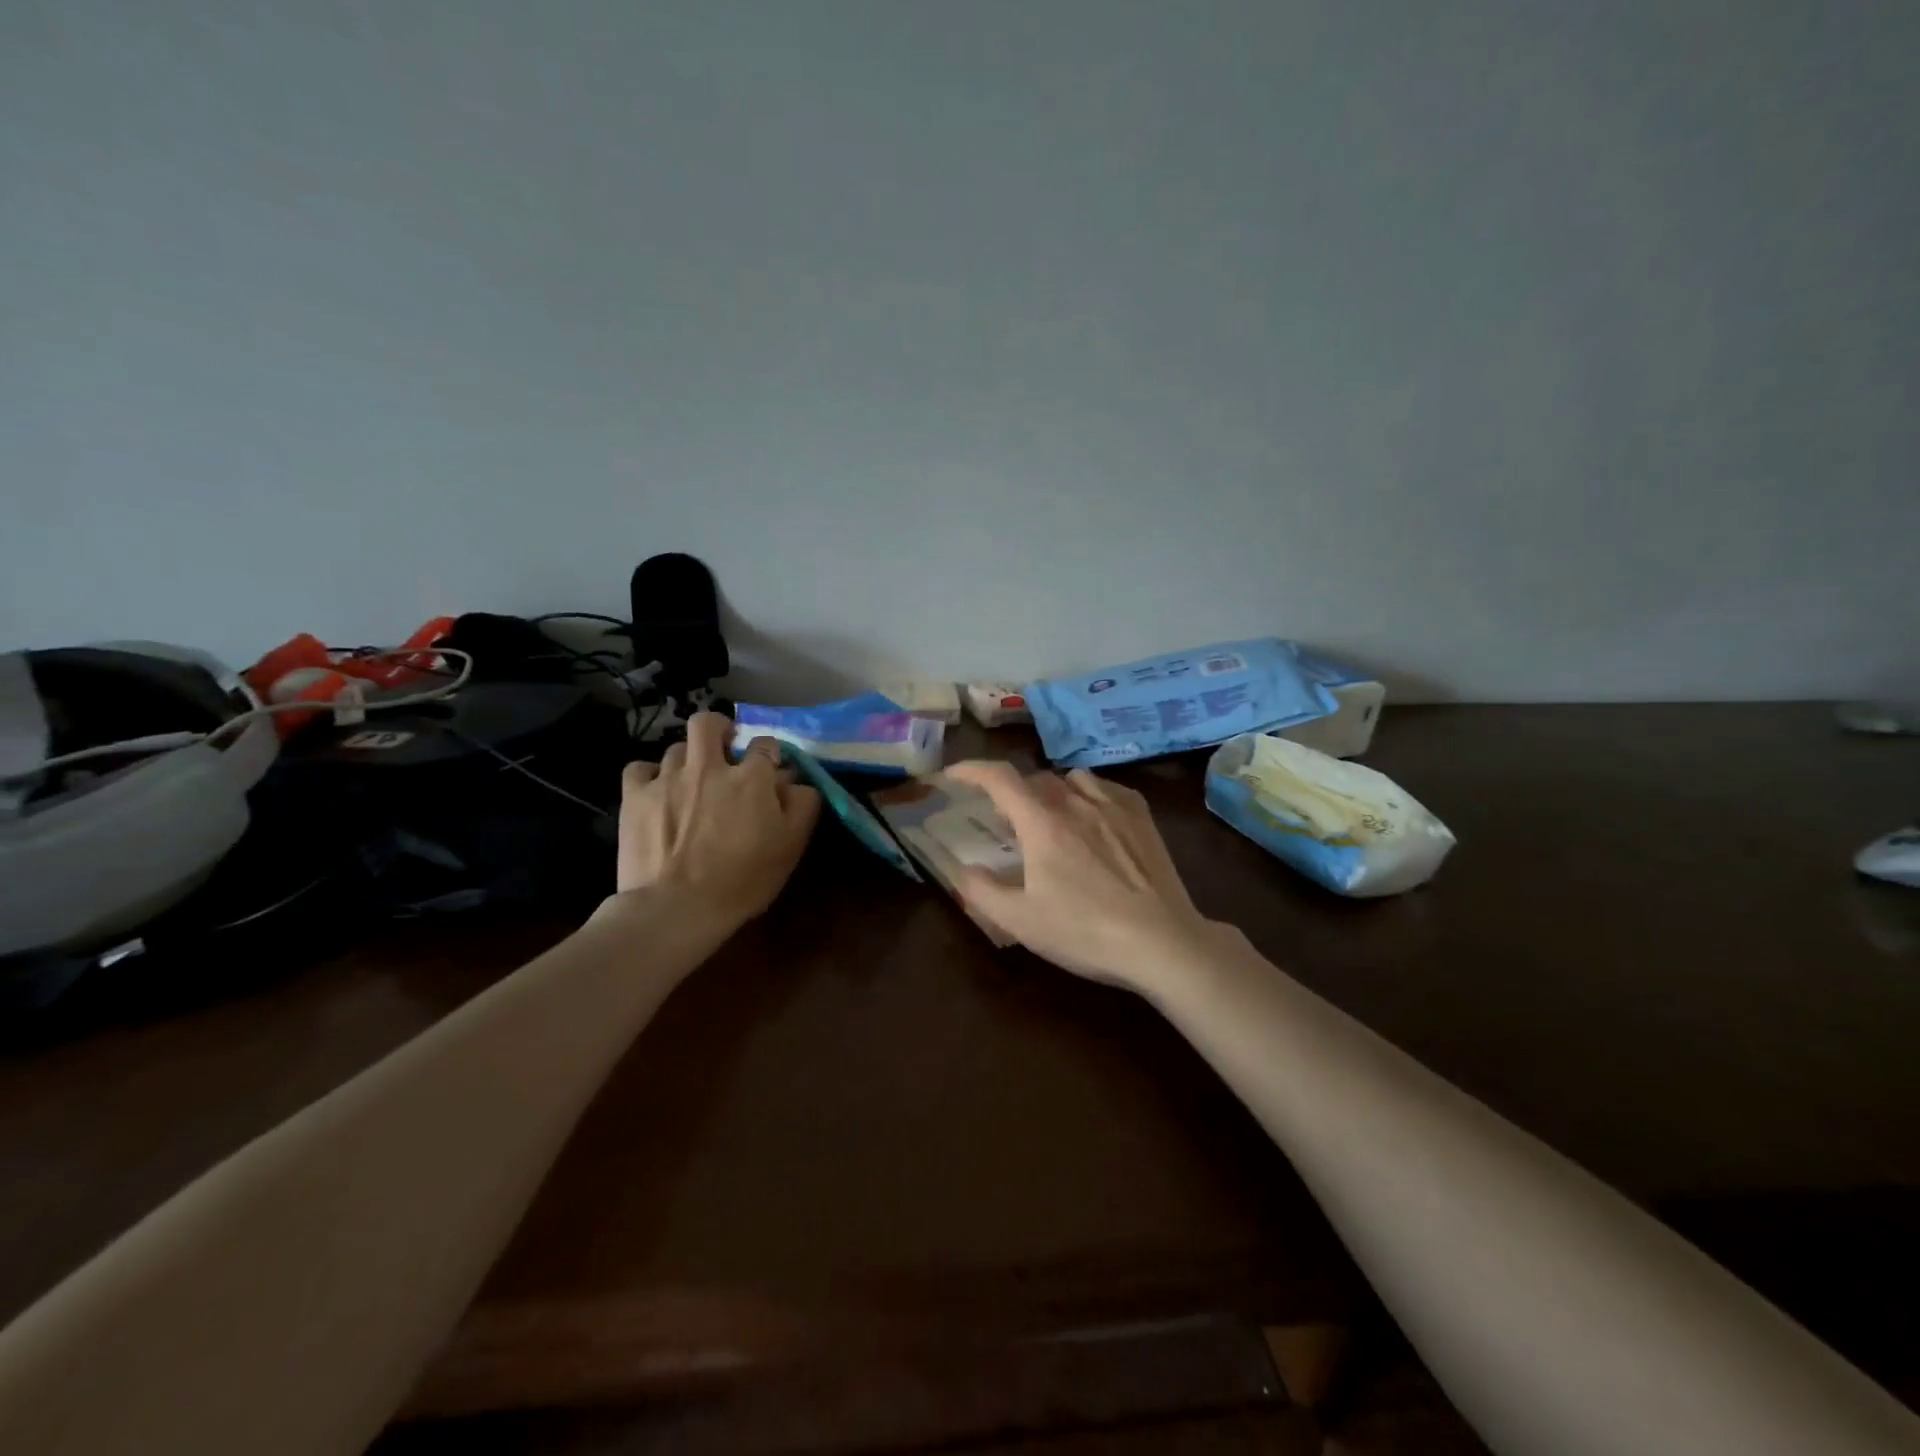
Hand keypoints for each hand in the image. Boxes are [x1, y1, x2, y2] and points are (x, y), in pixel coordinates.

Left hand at [614, 713, 821, 924]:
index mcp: (751, 777)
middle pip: (709, 723)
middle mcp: (708, 766)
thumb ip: (802, 805)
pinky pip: (639, 768)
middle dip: (718, 730)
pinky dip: (649, 775)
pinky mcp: (635, 796)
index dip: (769, 754)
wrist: (676, 908)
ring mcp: (668, 778)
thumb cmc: (742, 881)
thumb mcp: (791, 846)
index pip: (765, 744)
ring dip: (687, 759)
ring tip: (689, 781)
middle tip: (723, 750)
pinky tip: (656, 792)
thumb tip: (797, 781)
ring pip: (676, 747)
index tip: (769, 769)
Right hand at [943, 761, 1220, 992]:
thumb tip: (961, 869)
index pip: (999, 778)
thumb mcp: (1021, 921)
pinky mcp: (1142, 817)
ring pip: (1072, 778)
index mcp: (1042, 823)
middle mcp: (1076, 802)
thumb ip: (981, 891)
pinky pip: (1107, 787)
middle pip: (1035, 779)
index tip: (954, 775)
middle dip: (1012, 793)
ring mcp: (1113, 806)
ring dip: (1051, 790)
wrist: (1161, 942)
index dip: (971, 770)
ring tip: (1050, 817)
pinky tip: (1092, 817)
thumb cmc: (1085, 932)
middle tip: (1005, 821)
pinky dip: (1088, 793)